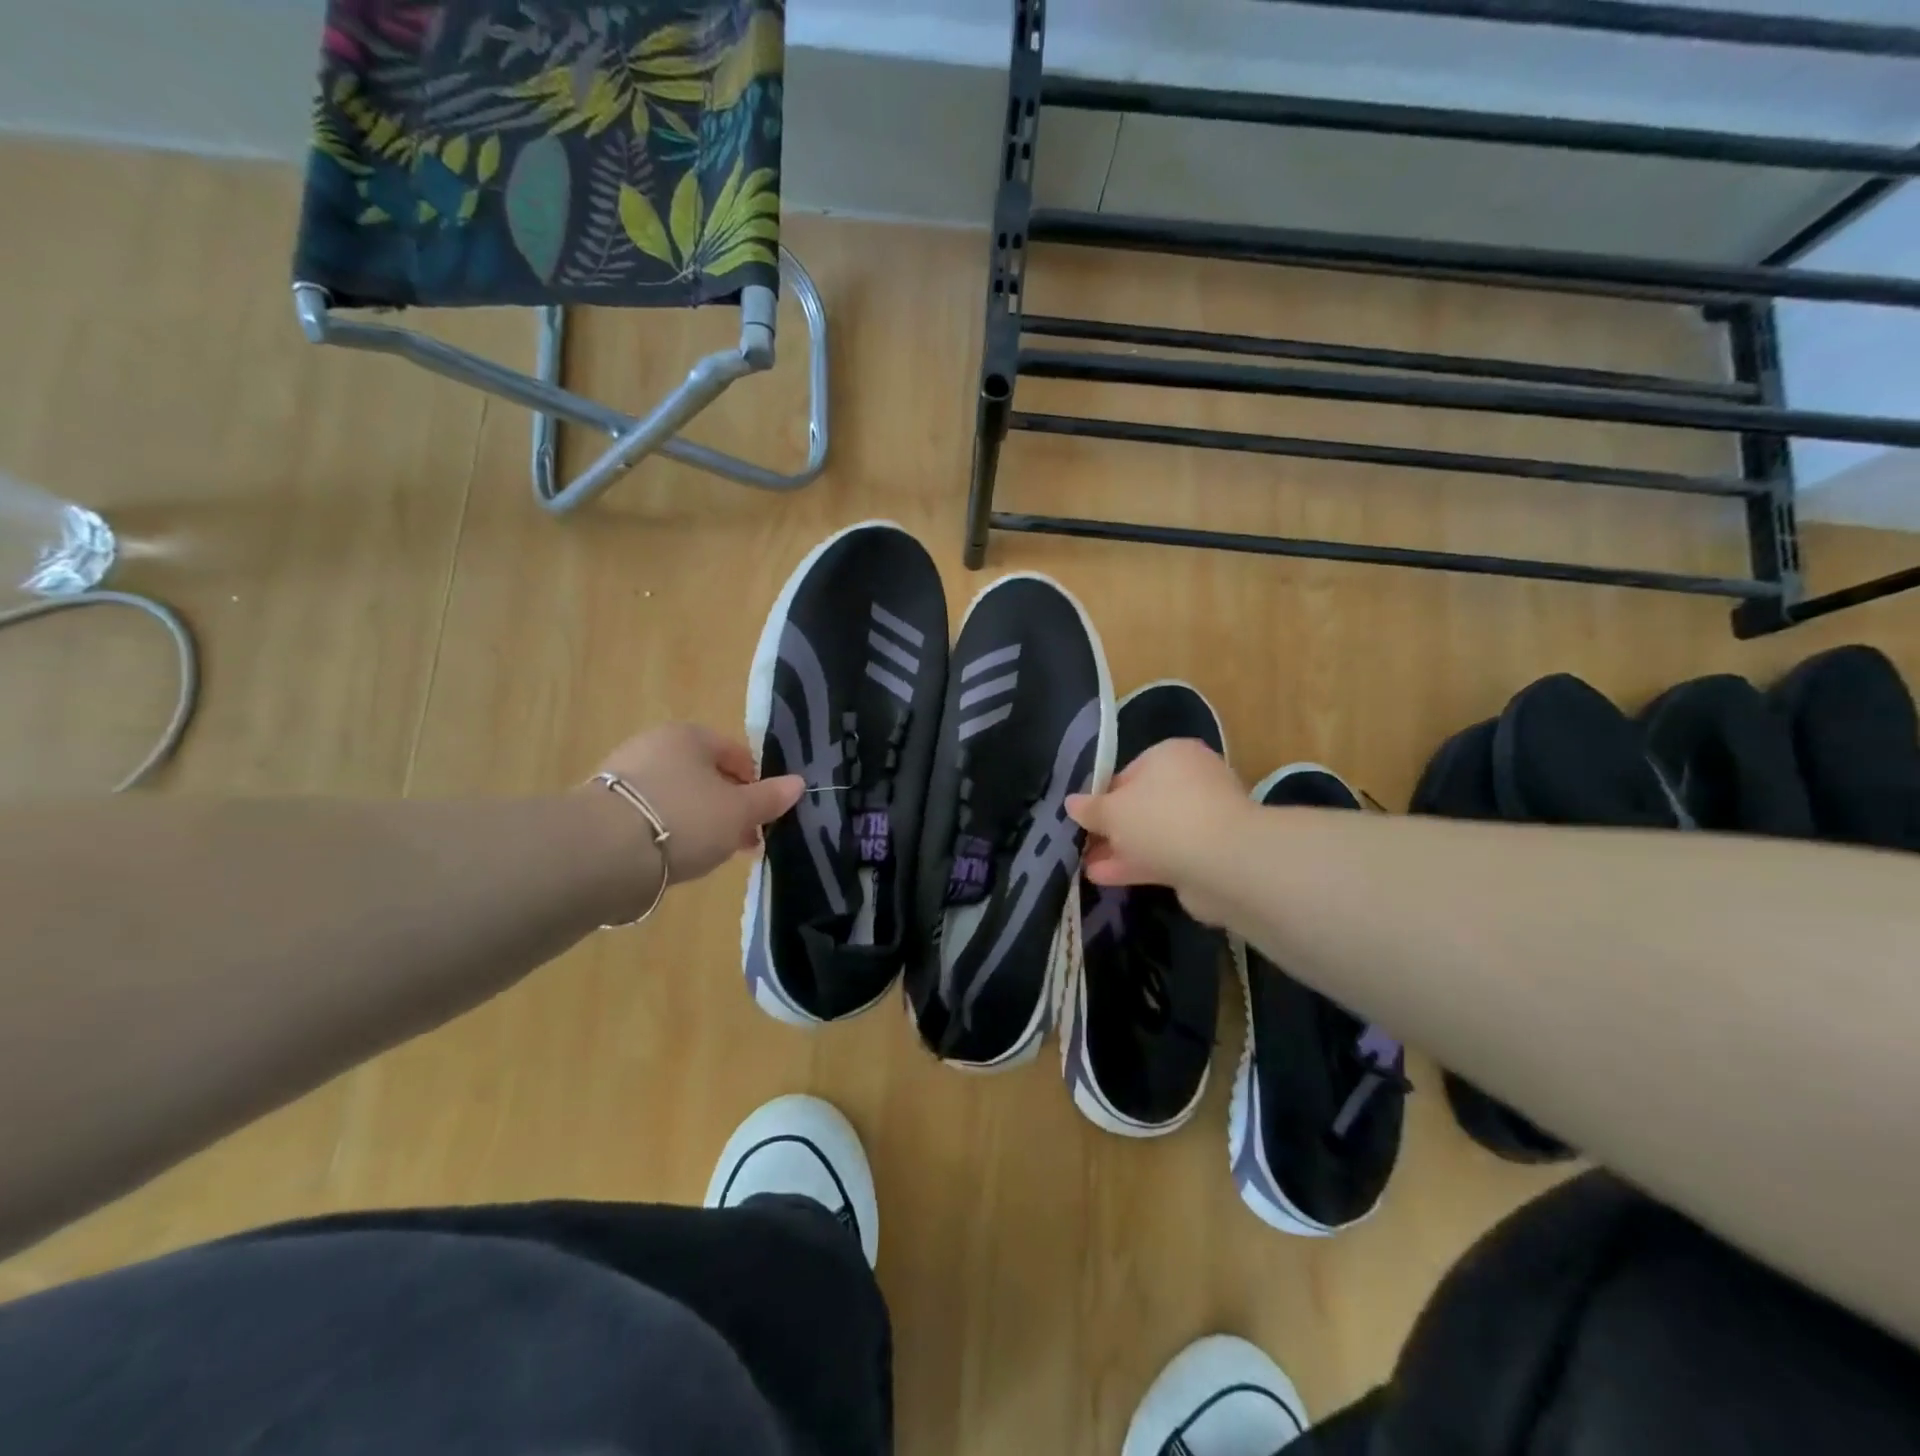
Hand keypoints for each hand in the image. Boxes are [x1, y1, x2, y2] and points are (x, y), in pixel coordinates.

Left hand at [595, 723, 802, 884]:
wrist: (601, 852)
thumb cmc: (683, 819)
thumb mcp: (738, 812)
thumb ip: (769, 798)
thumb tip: (798, 783)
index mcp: (690, 736)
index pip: (735, 753)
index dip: (755, 785)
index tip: (762, 818)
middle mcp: (654, 745)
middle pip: (705, 776)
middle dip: (728, 808)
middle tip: (741, 842)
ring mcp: (623, 774)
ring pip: (678, 797)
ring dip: (699, 822)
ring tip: (708, 856)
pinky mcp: (601, 807)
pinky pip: (650, 816)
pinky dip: (667, 832)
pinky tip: (672, 857)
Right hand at [1066, 739, 1247, 923]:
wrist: (1224, 863)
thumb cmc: (1161, 818)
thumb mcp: (1113, 811)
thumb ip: (1090, 809)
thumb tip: (1070, 804)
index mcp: (1171, 756)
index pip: (1129, 771)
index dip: (1103, 795)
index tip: (1084, 817)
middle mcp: (1191, 781)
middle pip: (1142, 804)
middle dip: (1112, 827)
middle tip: (1083, 844)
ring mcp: (1204, 819)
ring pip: (1153, 833)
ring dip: (1121, 849)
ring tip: (1086, 866)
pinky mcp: (1209, 854)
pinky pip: (1165, 856)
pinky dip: (1137, 864)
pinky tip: (1105, 878)